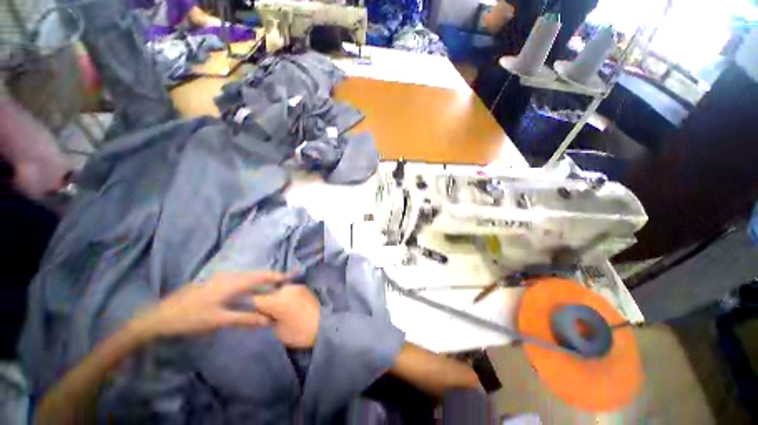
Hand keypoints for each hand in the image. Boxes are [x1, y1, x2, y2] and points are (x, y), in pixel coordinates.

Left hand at [135, 271, 287, 339]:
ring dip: (259, 282)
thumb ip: (245, 318)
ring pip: (246, 278)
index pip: (260, 277)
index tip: (289, 277)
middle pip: (255, 275)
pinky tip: (248, 293)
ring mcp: (219, 279)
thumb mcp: (219, 320)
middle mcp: (228, 277)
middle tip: (282, 284)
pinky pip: (238, 281)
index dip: (276, 276)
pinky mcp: (213, 284)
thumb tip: (267, 320)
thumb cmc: (190, 318)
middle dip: (270, 278)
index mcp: (231, 283)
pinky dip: (248, 285)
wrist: (159, 317)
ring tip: (270, 289)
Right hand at [253, 284, 320, 348]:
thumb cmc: (299, 332)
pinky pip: (288, 290)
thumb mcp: (277, 330)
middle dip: (263, 301)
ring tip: (277, 309)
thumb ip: (267, 319)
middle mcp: (286, 289)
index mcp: (277, 300)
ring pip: (277, 289)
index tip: (251, 313)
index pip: (255, 299)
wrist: (324, 326)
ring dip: (274, 297)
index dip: (251, 307)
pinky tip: (286, 305)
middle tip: (265, 313)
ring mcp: (296, 286)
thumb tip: (263, 313)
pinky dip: (284, 295)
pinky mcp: (303, 287)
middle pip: (266, 292)